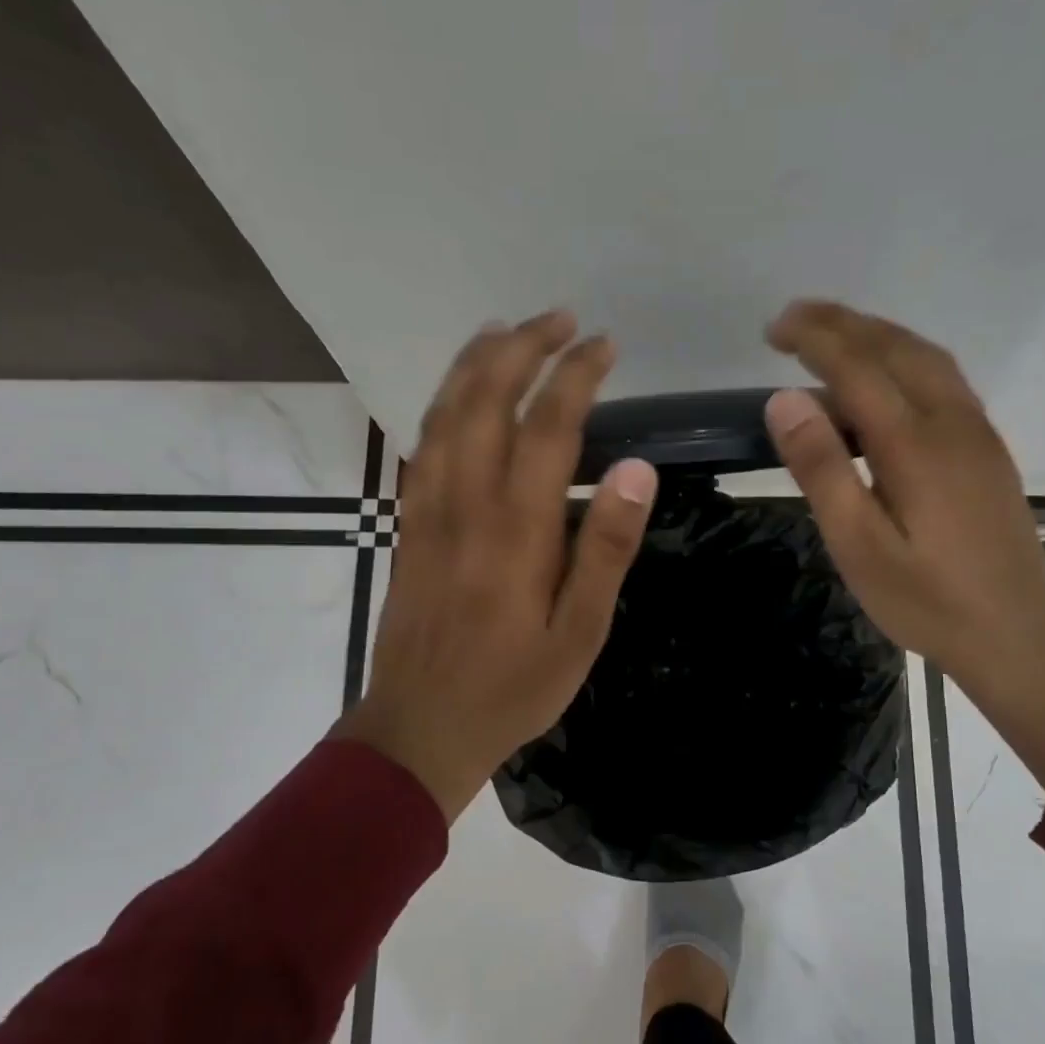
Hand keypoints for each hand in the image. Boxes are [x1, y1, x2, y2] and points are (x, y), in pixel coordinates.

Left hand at [333, 311, 658, 821]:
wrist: (421, 725)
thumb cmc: (513, 686)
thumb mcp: (581, 632)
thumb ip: (606, 548)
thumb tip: (636, 469)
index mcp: (517, 528)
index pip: (549, 425)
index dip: (577, 375)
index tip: (606, 346)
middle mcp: (467, 502)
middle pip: (487, 399)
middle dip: (524, 347)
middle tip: (560, 318)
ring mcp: (428, 508)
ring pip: (445, 412)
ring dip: (477, 362)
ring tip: (507, 329)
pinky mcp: (409, 523)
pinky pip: (422, 444)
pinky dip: (442, 402)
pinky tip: (459, 393)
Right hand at [764, 301, 1044, 785]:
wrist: (1015, 634)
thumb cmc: (926, 599)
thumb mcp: (857, 545)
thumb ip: (822, 469)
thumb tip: (783, 400)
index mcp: (914, 443)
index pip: (857, 367)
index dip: (814, 339)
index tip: (774, 329)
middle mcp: (951, 422)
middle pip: (895, 348)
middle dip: (842, 324)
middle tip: (793, 320)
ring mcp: (976, 433)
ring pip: (926, 357)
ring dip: (877, 334)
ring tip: (833, 335)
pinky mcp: (987, 450)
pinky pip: (943, 379)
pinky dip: (905, 357)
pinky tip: (886, 377)